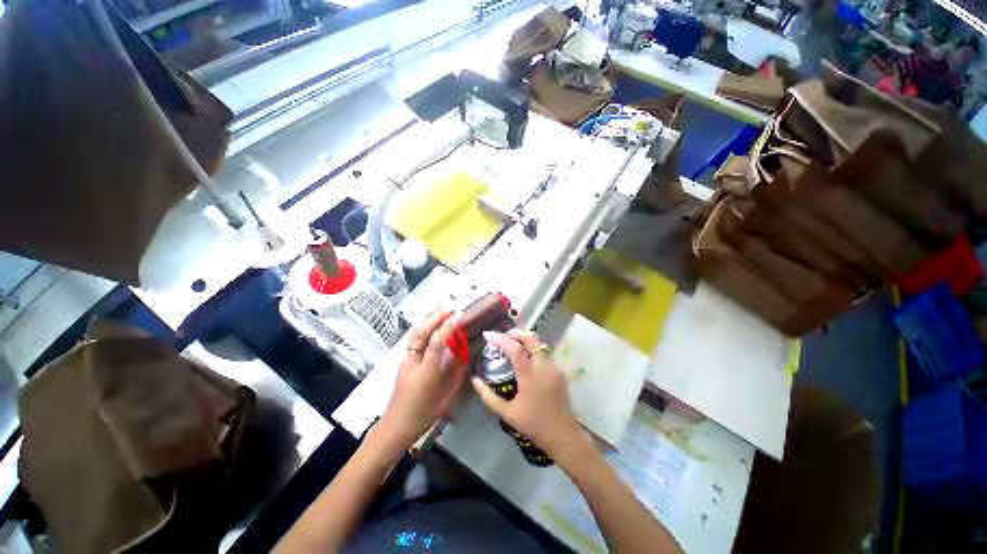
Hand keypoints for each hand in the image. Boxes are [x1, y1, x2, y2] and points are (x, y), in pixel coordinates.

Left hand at [379, 308, 465, 448]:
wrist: (395, 427)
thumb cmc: (423, 416)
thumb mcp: (446, 398)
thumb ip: (456, 375)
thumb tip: (465, 355)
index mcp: (426, 373)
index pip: (436, 343)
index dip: (447, 327)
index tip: (459, 316)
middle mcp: (413, 362)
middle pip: (420, 333)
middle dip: (434, 317)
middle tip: (449, 308)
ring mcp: (405, 361)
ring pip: (414, 334)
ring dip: (427, 319)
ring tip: (440, 310)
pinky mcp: (403, 362)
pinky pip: (413, 340)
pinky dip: (423, 328)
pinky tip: (431, 324)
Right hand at [471, 330, 585, 456]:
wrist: (563, 434)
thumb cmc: (533, 424)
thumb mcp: (506, 413)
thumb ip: (488, 396)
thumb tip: (474, 380)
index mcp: (530, 376)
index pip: (515, 349)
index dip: (500, 339)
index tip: (487, 335)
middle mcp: (544, 366)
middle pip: (531, 338)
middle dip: (515, 333)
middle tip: (503, 336)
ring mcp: (554, 367)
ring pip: (539, 343)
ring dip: (524, 340)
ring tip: (512, 345)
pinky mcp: (559, 370)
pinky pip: (544, 352)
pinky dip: (532, 349)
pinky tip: (525, 359)